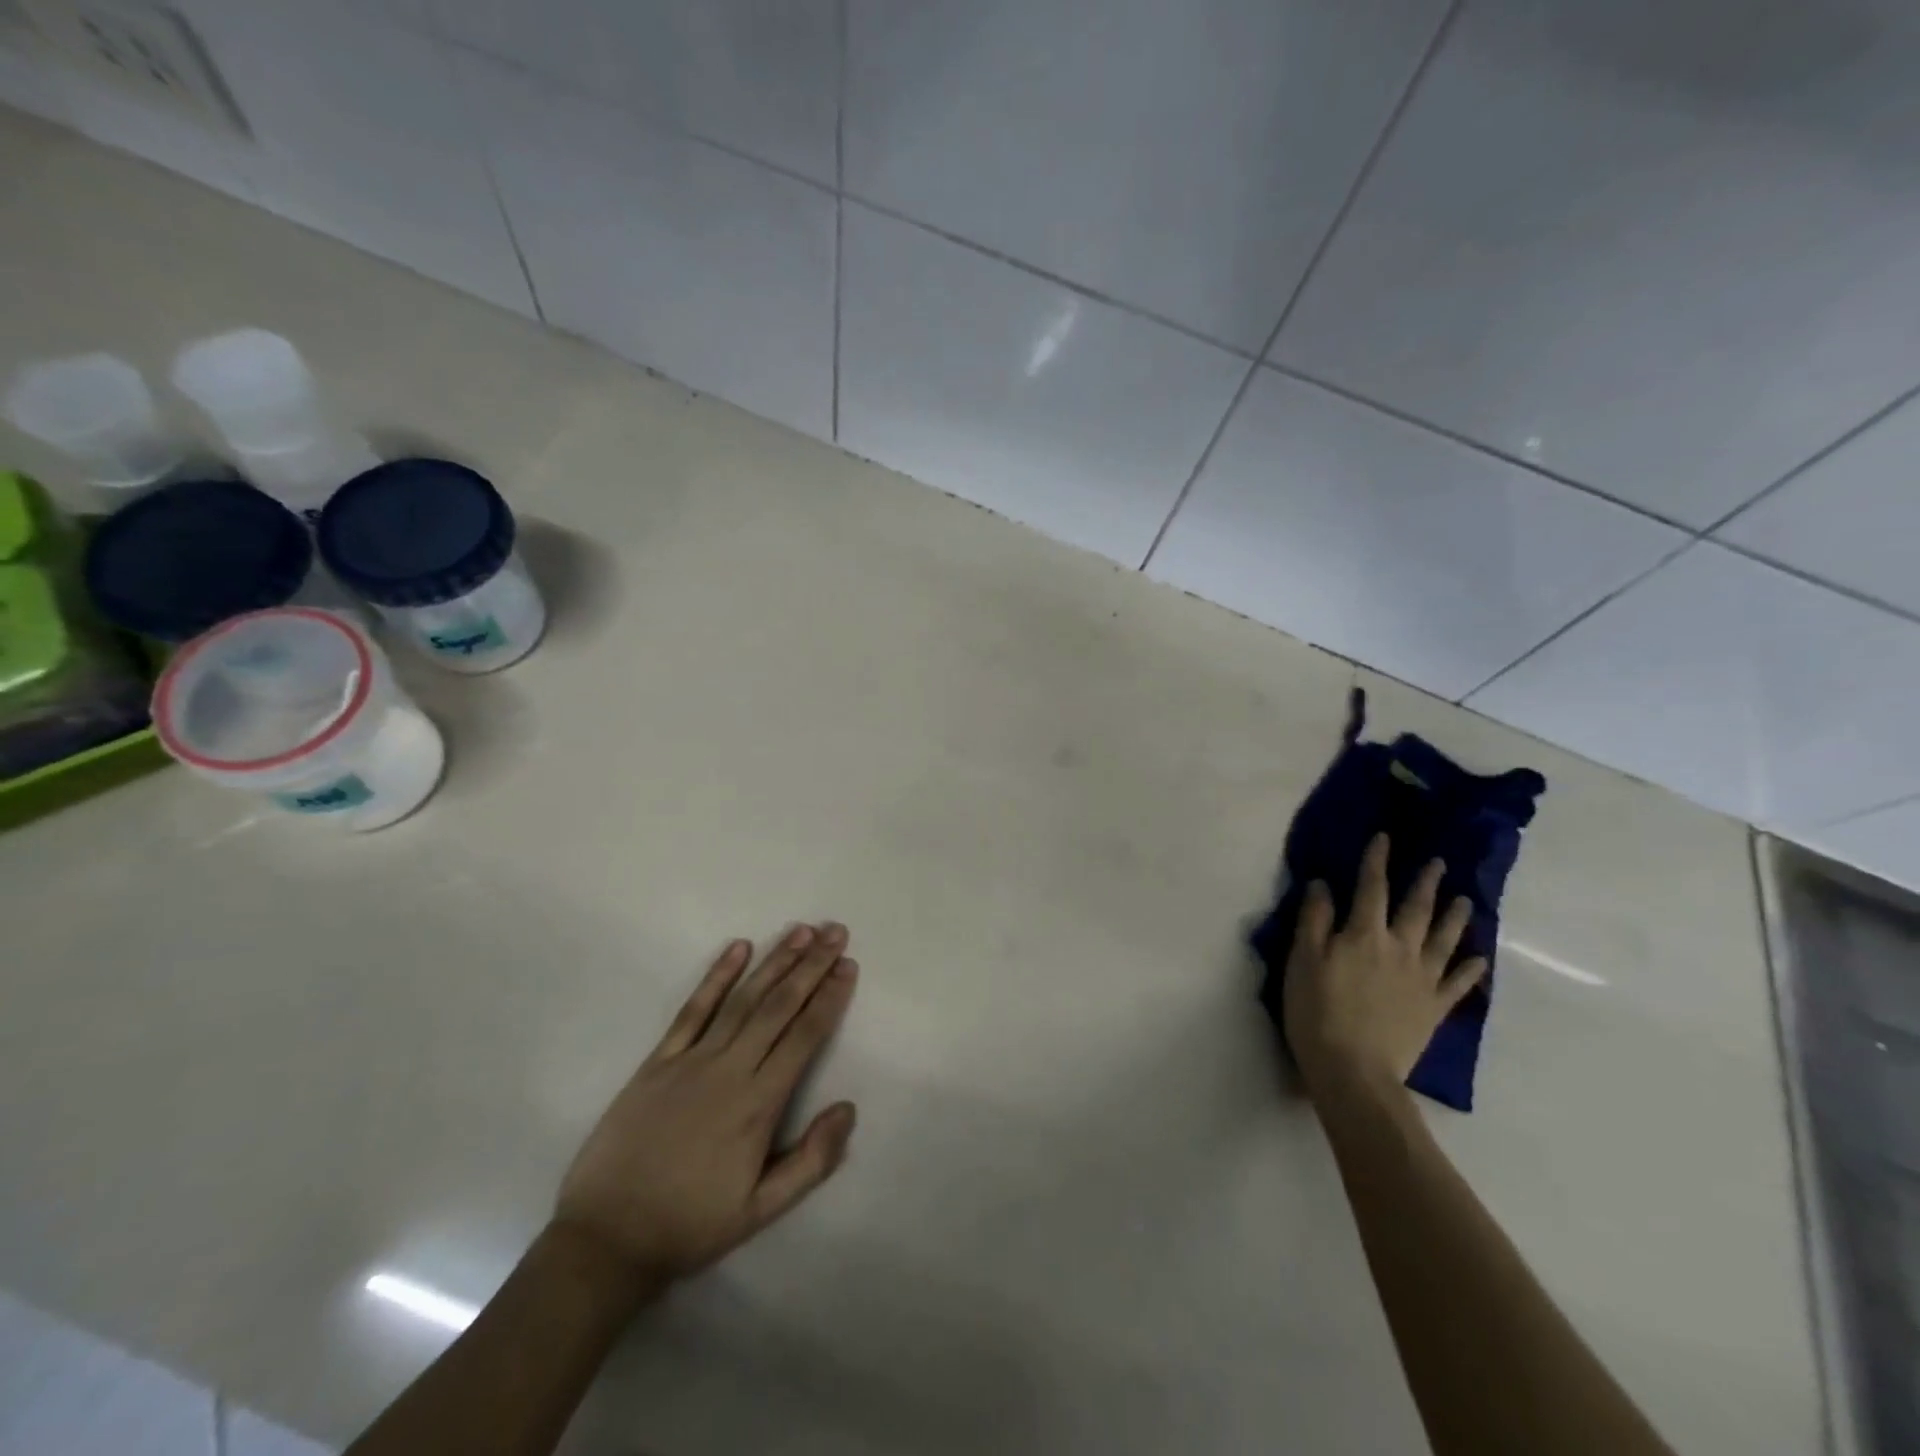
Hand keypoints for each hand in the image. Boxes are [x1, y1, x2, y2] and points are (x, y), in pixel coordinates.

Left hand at [552, 924, 858, 1287]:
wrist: (606, 1238)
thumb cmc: (690, 1225)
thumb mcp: (761, 1210)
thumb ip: (811, 1161)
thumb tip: (849, 1108)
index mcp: (758, 1104)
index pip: (804, 1036)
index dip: (829, 998)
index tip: (848, 966)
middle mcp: (729, 1070)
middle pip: (779, 1006)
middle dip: (811, 965)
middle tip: (835, 932)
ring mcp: (691, 1060)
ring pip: (743, 999)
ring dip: (774, 961)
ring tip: (801, 931)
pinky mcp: (658, 1060)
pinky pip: (693, 1009)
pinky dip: (716, 976)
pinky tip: (738, 948)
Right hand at [1283, 834, 1485, 1100]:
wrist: (1354, 1069)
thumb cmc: (1317, 1010)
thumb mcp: (1302, 960)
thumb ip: (1314, 920)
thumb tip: (1323, 885)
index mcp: (1363, 934)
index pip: (1371, 888)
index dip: (1377, 861)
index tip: (1385, 838)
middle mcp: (1399, 949)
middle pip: (1415, 909)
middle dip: (1425, 883)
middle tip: (1439, 863)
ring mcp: (1421, 979)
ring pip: (1443, 940)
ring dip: (1455, 918)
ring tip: (1465, 900)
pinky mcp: (1433, 1008)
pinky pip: (1457, 983)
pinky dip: (1470, 969)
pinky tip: (1479, 958)